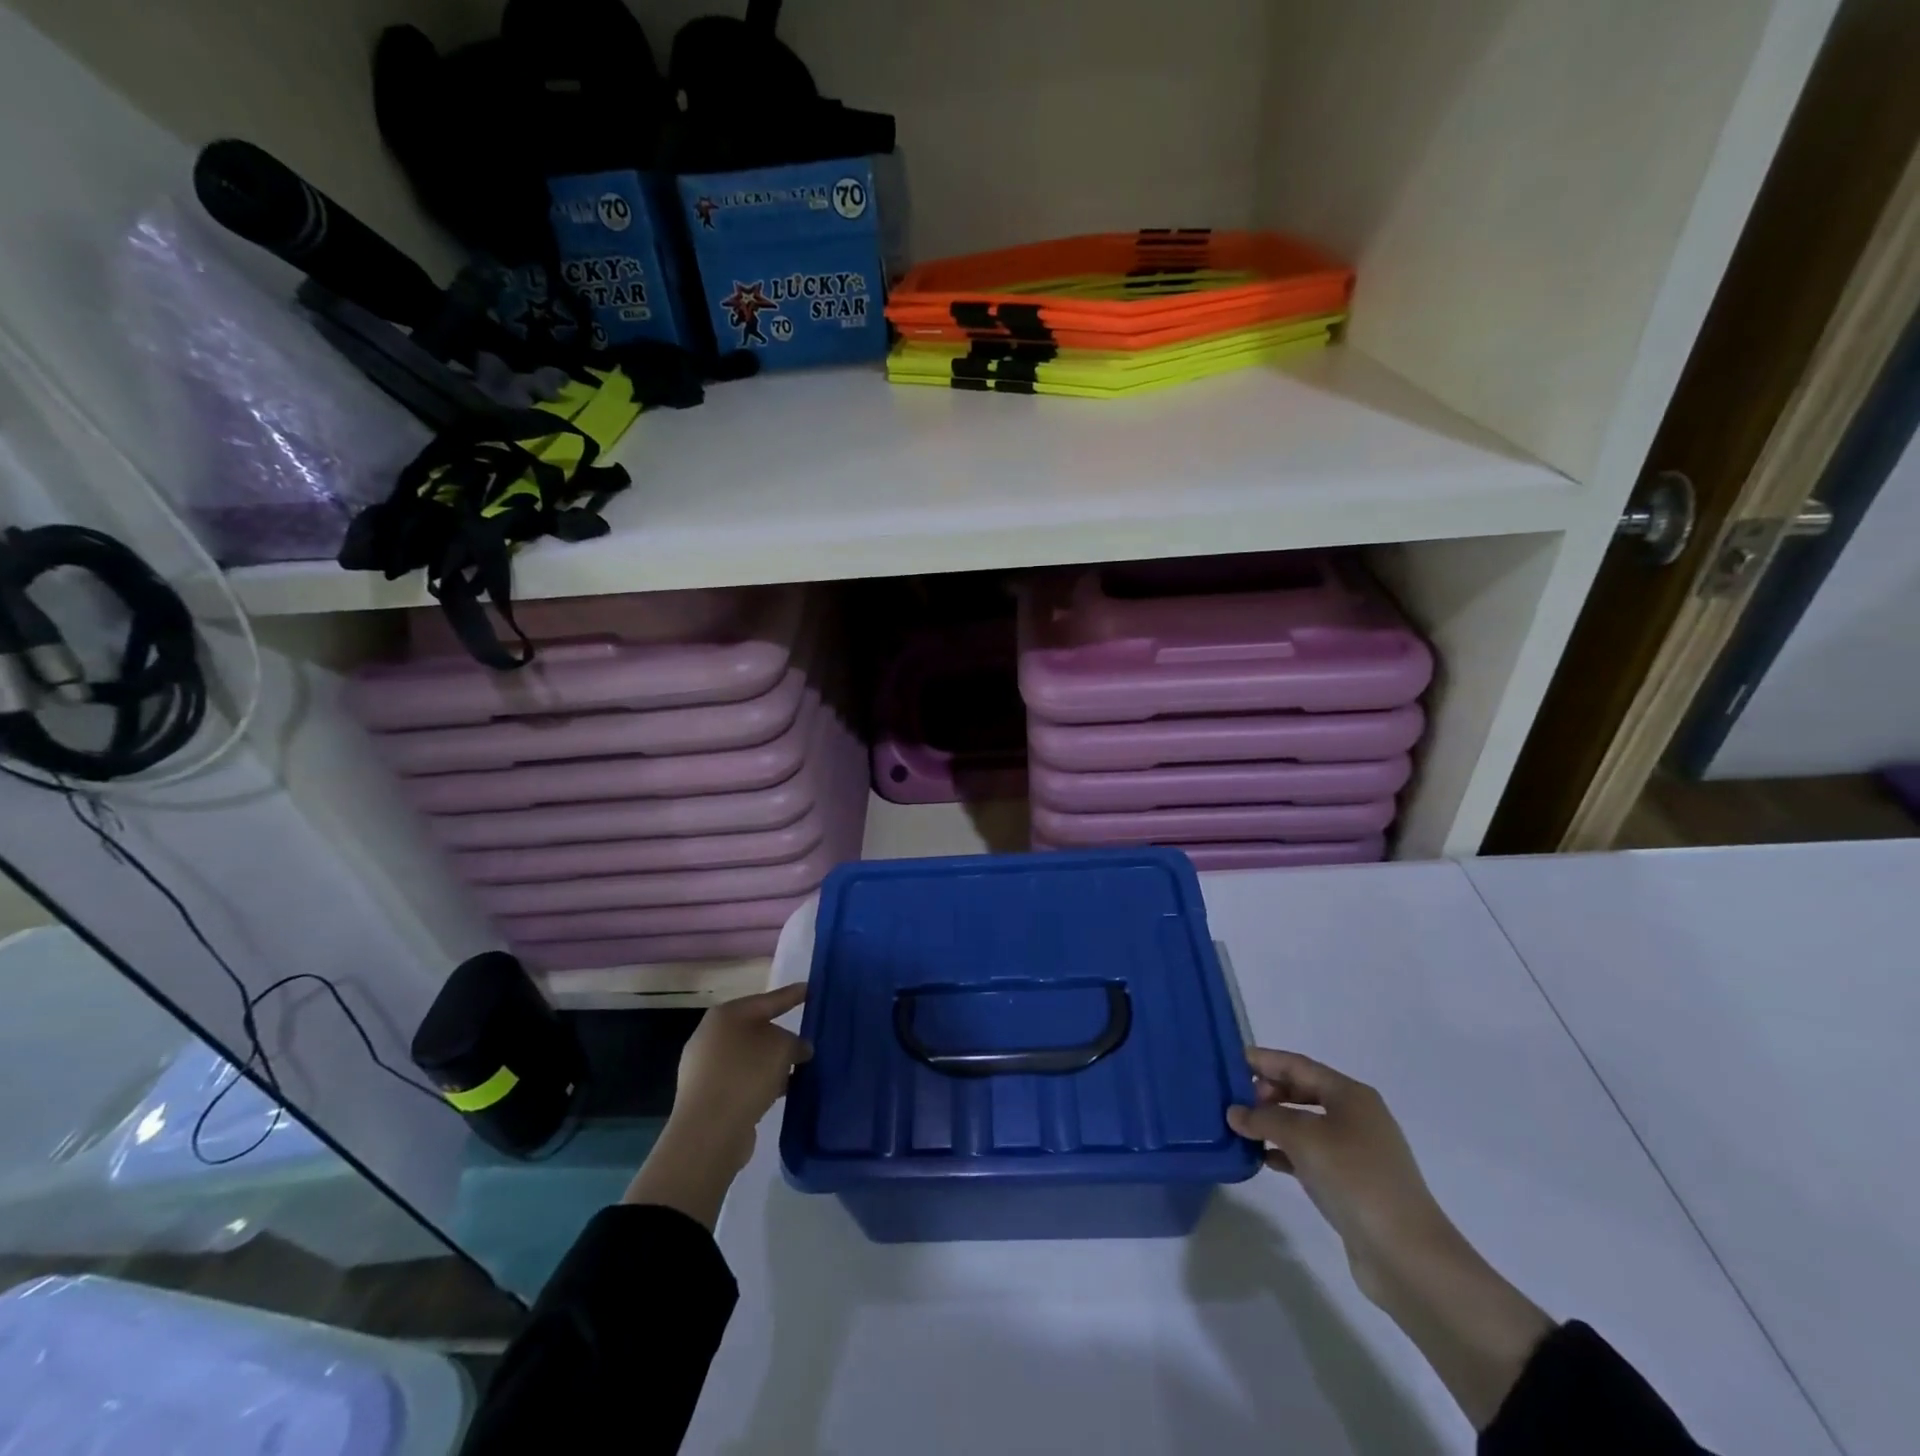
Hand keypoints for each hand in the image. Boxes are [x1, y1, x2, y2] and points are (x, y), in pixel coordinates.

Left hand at [623, 982, 810, 1227]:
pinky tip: (780, 1092)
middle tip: (806, 1039)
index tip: (810, 989)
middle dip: (782, 1036)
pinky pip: (742, 1081)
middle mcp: (711, 1036)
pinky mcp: (706, 1096)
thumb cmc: (746, 1075)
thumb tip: (798, 1050)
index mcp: (726, 1015)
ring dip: (772, 1064)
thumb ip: (796, 1042)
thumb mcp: (782, 1048)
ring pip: (749, 1058)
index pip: (768, 1000)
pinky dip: (761, 1083)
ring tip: (799, 1071)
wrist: (708, 1131)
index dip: (792, 995)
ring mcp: (705, 1068)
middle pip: (756, 1029)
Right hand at [1227, 1048, 1452, 1303]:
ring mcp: (1357, 1151)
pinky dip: (1286, 1152)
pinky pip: (1311, 1154)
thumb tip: (1234, 1112)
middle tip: (1234, 1099)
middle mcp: (1356, 1116)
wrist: (1407, 1255)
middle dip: (1267, 1092)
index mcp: (1350, 1095)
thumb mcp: (1303, 1139)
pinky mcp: (1353, 1183)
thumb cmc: (1355, 1179)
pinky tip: (1264, 1160)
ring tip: (1241, 1129)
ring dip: (1273, 1124)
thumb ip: (1264, 1119)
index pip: (1298, 1065)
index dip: (1264, 1060)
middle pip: (1303, 1091)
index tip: (1230, 1061)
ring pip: (1305, 1124)